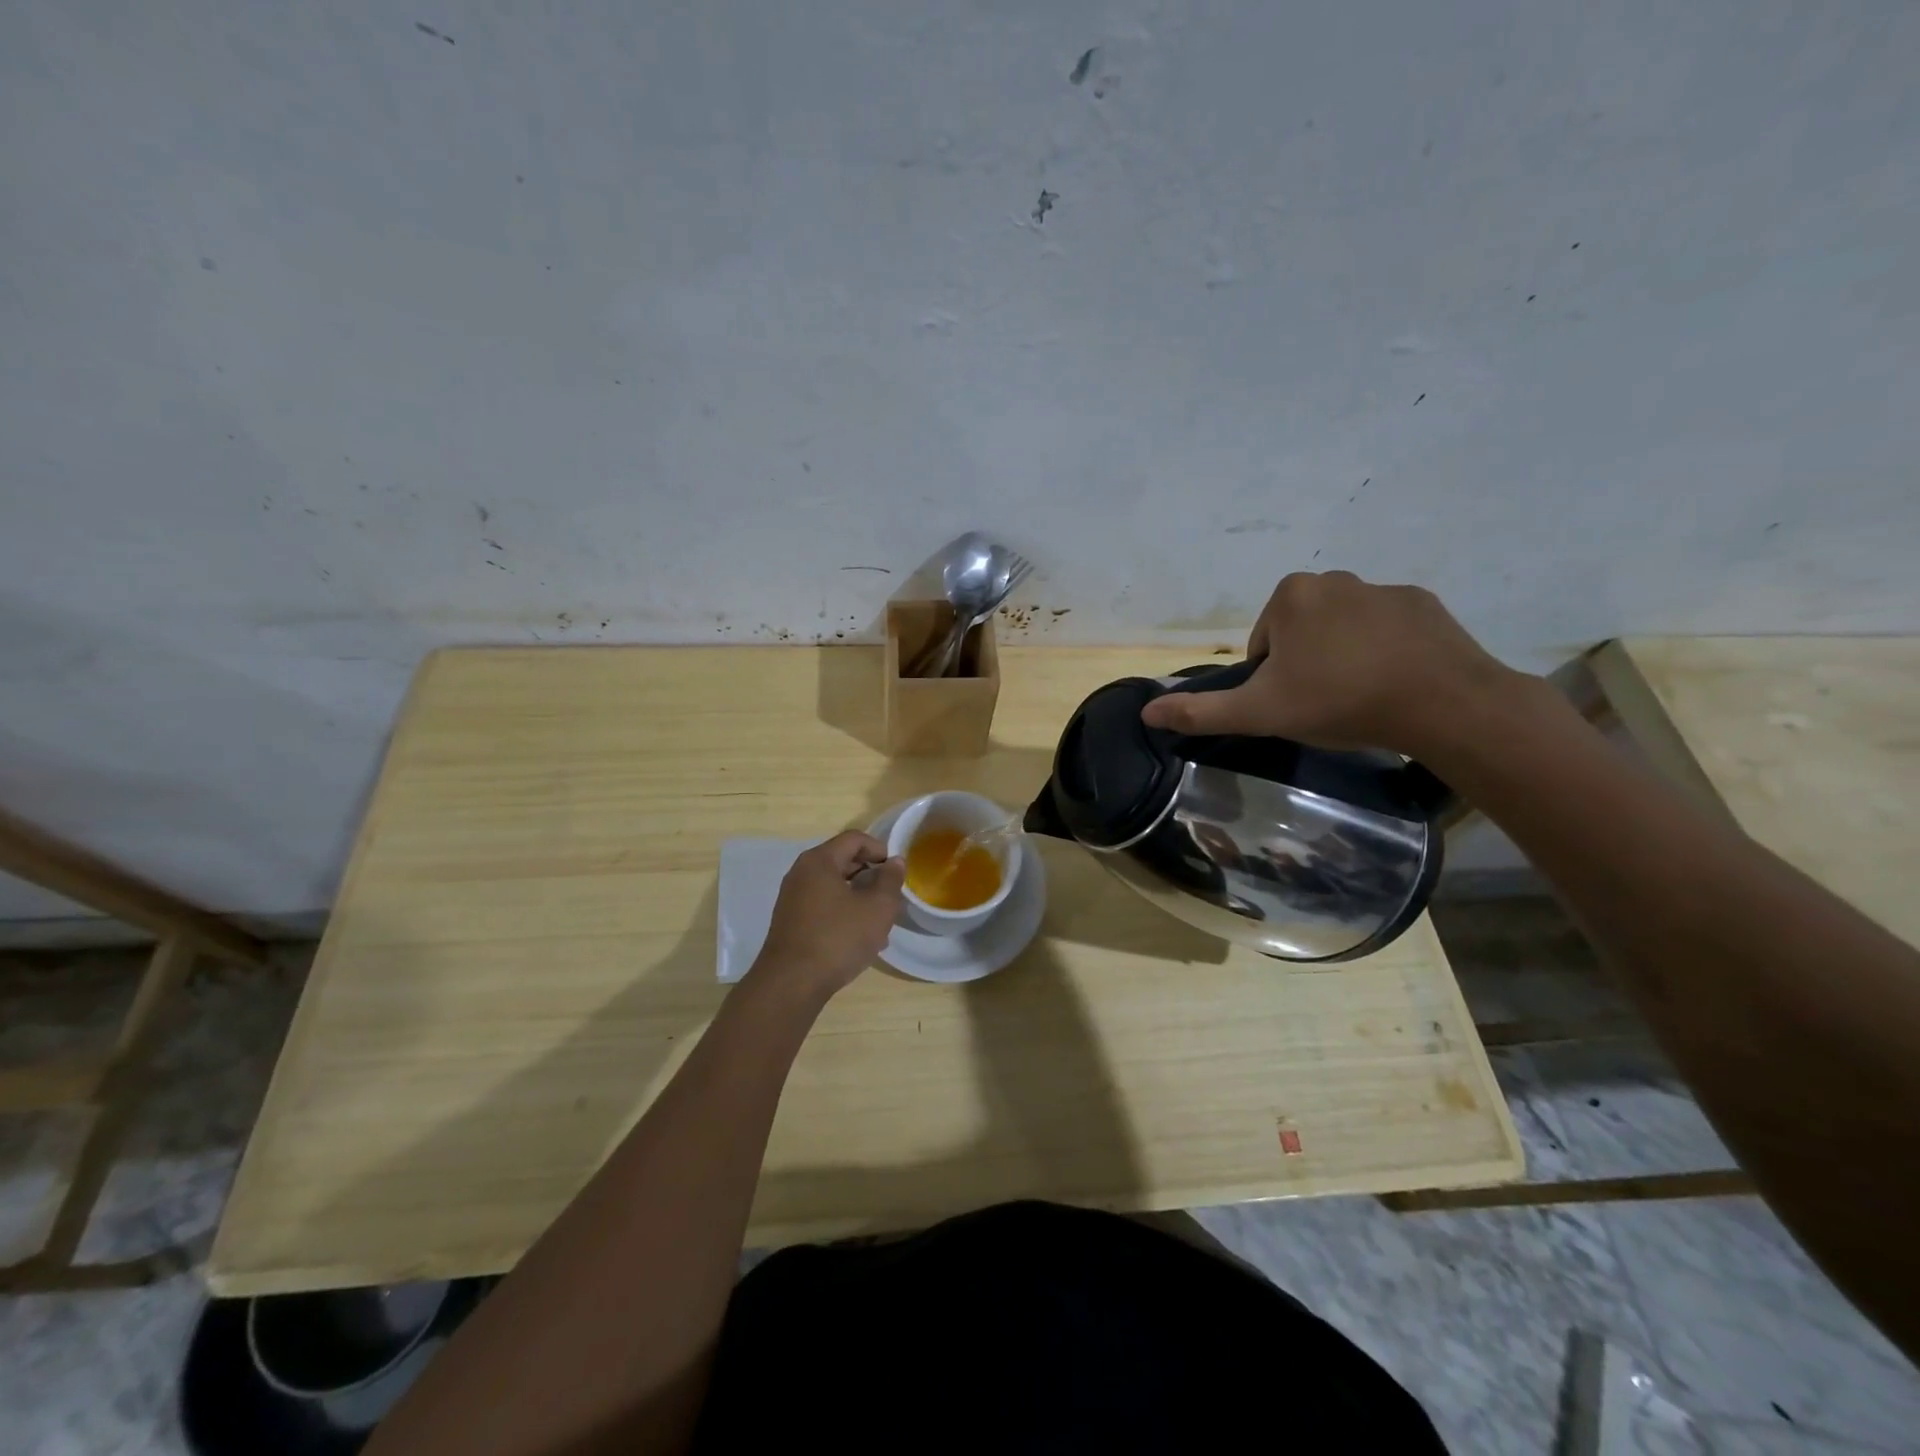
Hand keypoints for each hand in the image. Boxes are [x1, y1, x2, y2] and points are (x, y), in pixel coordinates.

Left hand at [749, 830, 904, 1003]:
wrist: (791, 984)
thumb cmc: (838, 938)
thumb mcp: (877, 908)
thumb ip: (890, 880)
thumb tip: (895, 862)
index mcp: (819, 861)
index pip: (854, 839)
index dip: (879, 849)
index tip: (896, 871)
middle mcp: (801, 873)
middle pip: (842, 860)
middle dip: (870, 875)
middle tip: (890, 896)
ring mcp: (792, 898)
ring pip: (834, 886)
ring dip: (859, 897)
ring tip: (879, 921)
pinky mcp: (790, 921)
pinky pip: (823, 905)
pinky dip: (843, 912)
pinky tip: (859, 938)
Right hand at [1139, 570, 1521, 756]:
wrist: (1441, 703)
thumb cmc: (1338, 701)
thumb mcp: (1259, 713)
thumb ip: (1201, 711)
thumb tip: (1146, 712)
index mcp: (1290, 596)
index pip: (1263, 643)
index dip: (1271, 678)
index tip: (1294, 703)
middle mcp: (1334, 578)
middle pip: (1301, 632)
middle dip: (1306, 664)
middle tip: (1325, 703)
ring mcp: (1383, 588)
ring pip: (1343, 629)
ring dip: (1344, 657)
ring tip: (1362, 696)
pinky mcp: (1424, 603)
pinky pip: (1387, 629)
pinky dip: (1384, 651)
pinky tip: (1396, 683)